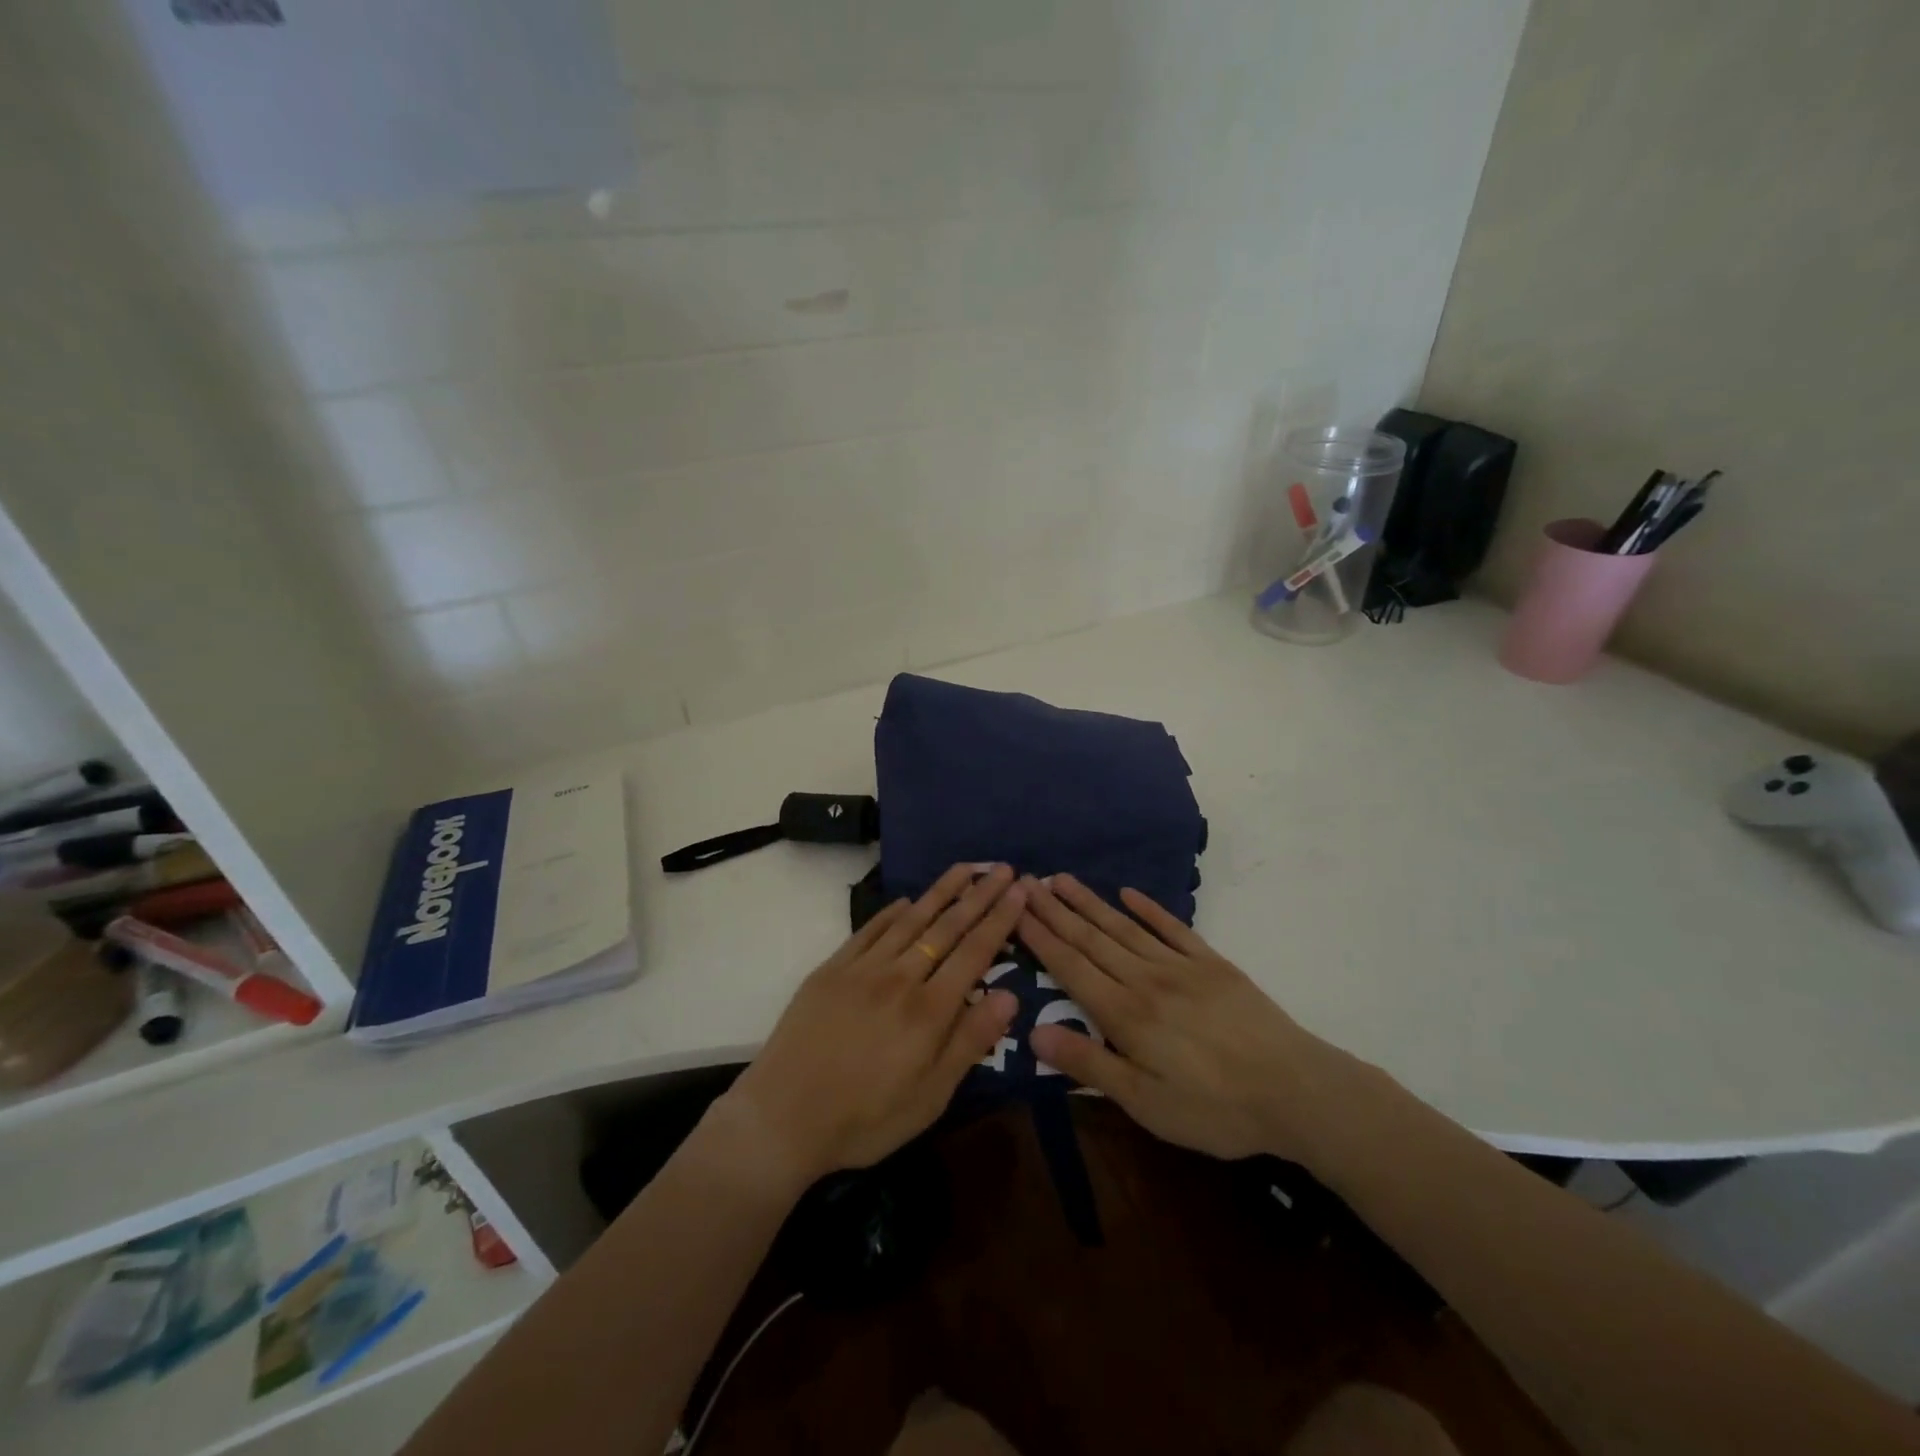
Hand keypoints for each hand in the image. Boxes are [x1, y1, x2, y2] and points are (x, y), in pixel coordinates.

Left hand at [717, 864, 1023, 1190]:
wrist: (782, 1117)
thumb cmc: (865, 1118)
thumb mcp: (930, 1096)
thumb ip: (970, 1041)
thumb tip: (1010, 995)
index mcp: (929, 1011)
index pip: (974, 953)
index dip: (1000, 920)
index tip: (1019, 891)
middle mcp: (900, 977)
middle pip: (946, 927)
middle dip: (979, 895)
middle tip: (1001, 868)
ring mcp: (862, 969)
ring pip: (910, 920)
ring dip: (940, 891)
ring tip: (965, 868)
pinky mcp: (831, 969)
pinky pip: (869, 931)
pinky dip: (891, 912)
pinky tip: (906, 901)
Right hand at [1021, 874, 1369, 1165]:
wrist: (1297, 1090)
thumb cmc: (1215, 1108)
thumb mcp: (1146, 1103)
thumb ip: (1090, 1065)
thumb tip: (1034, 1033)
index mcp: (1125, 1014)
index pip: (1071, 967)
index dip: (1041, 937)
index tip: (1016, 908)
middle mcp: (1145, 979)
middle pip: (1091, 939)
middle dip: (1056, 911)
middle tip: (1028, 881)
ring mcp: (1181, 966)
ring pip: (1124, 927)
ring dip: (1090, 902)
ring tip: (1062, 879)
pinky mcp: (1213, 964)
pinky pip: (1172, 928)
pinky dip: (1148, 908)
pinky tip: (1128, 893)